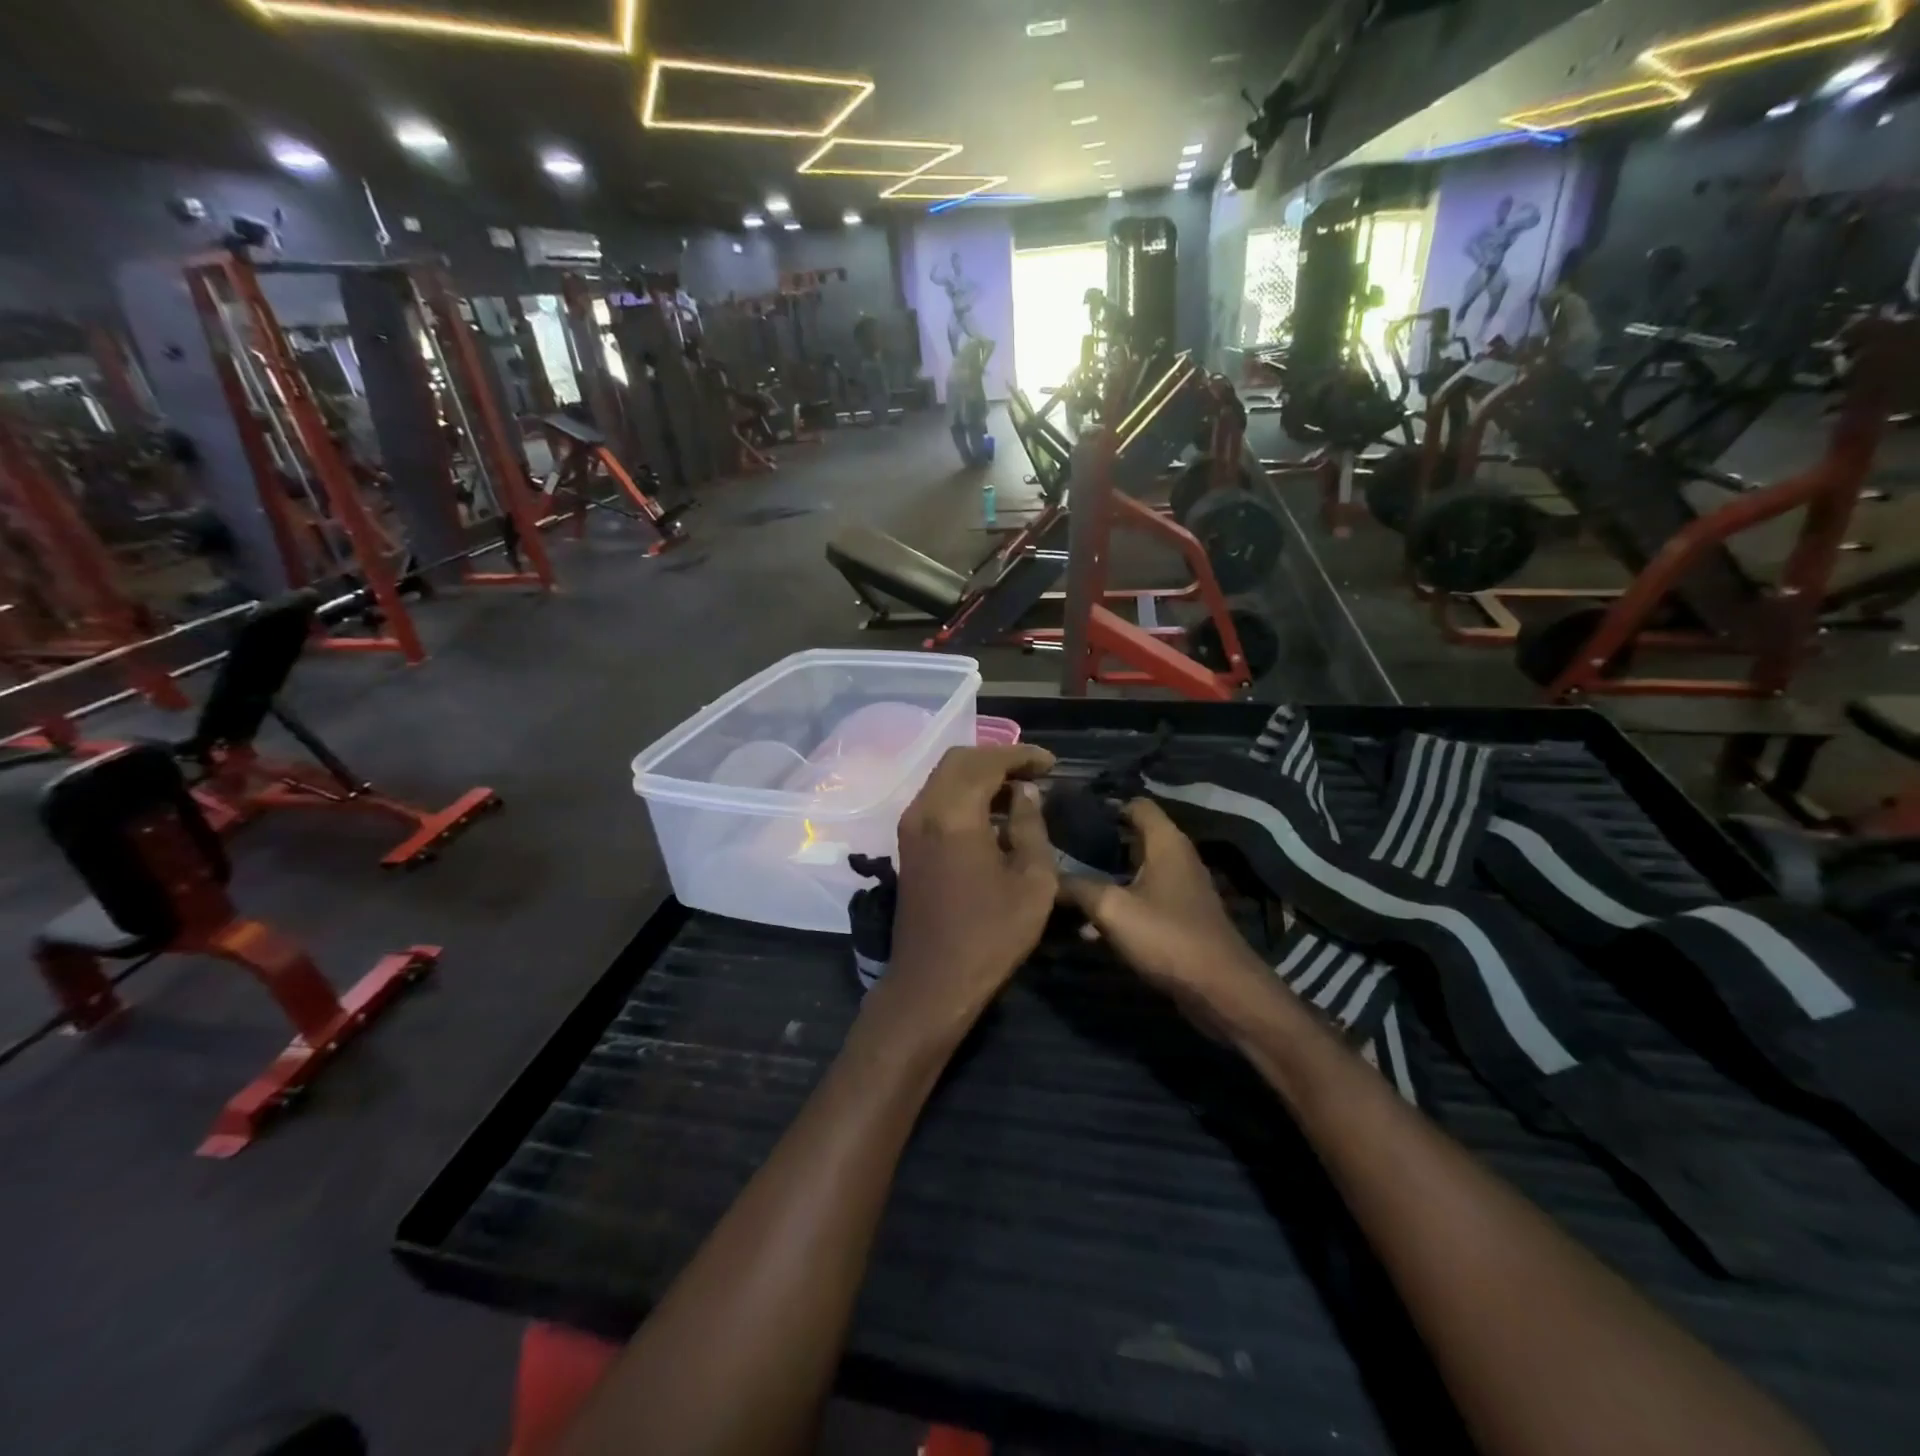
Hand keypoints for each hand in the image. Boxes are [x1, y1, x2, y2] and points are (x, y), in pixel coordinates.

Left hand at [876, 744, 1058, 1036]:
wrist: (932, 982)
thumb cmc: (990, 935)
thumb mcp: (1032, 882)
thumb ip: (1030, 826)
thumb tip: (1025, 792)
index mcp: (953, 815)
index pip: (987, 762)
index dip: (1021, 755)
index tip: (1052, 763)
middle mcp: (924, 810)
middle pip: (959, 760)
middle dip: (998, 758)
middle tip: (1034, 772)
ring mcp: (910, 827)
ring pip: (943, 777)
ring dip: (979, 775)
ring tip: (1018, 790)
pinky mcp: (907, 844)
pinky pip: (936, 799)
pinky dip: (963, 793)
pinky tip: (991, 812)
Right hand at [1059, 800, 1273, 1023]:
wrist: (1220, 990)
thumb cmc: (1167, 937)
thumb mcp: (1112, 909)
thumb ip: (1077, 887)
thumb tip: (1046, 877)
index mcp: (1166, 842)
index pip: (1137, 804)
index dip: (1106, 805)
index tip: (1071, 816)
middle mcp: (1177, 858)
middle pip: (1133, 837)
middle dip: (1098, 843)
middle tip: (1060, 851)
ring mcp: (1181, 889)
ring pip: (1135, 872)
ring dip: (1105, 878)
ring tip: (1066, 886)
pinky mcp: (1180, 918)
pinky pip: (1143, 900)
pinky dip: (1119, 905)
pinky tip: (1089, 927)